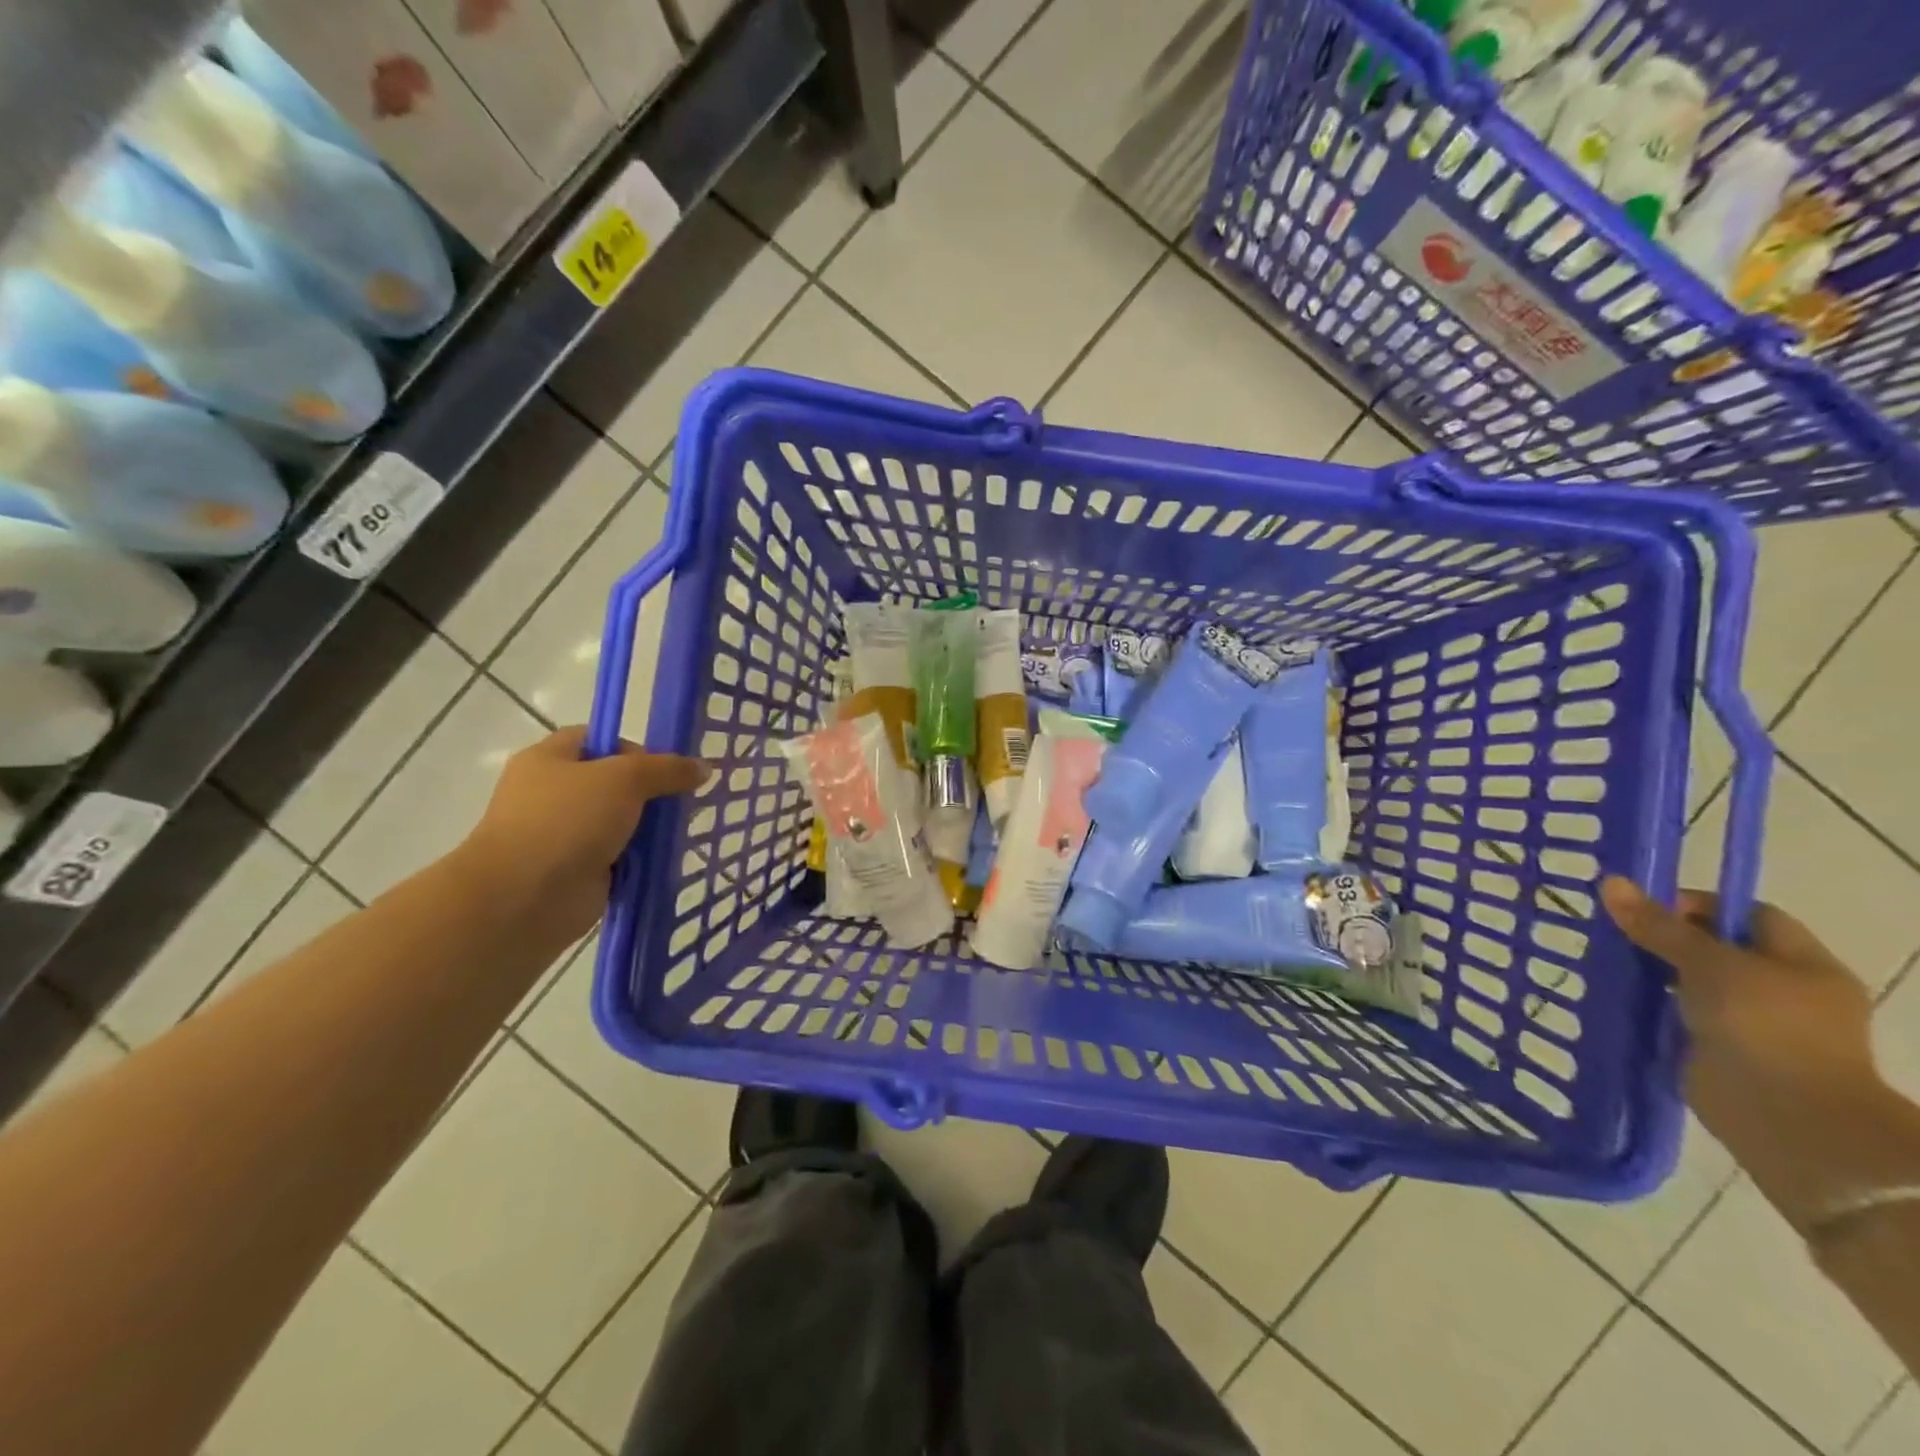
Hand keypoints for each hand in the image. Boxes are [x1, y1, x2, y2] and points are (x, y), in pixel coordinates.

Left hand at [458, 727, 707, 938]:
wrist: (523, 898)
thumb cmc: (567, 821)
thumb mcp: (625, 779)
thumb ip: (667, 769)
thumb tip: (703, 768)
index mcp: (549, 759)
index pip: (598, 740)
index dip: (635, 748)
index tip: (666, 768)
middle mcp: (551, 793)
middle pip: (612, 783)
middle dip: (648, 793)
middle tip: (680, 802)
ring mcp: (561, 835)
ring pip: (617, 823)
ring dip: (646, 829)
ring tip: (679, 833)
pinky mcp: (574, 871)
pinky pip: (617, 858)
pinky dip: (638, 860)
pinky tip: (663, 861)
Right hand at [1602, 878, 1910, 1231]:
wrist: (1785, 1119)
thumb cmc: (1764, 1027)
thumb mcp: (1708, 963)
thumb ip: (1658, 925)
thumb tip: (1610, 882)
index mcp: (1803, 964)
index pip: (1747, 915)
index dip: (1696, 904)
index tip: (1643, 908)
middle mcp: (1784, 991)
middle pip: (1715, 949)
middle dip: (1664, 939)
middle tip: (1613, 932)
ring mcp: (1753, 1025)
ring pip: (1691, 984)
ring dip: (1651, 974)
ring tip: (1604, 961)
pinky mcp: (1720, 1051)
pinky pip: (1678, 1017)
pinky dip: (1649, 1007)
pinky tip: (1613, 998)